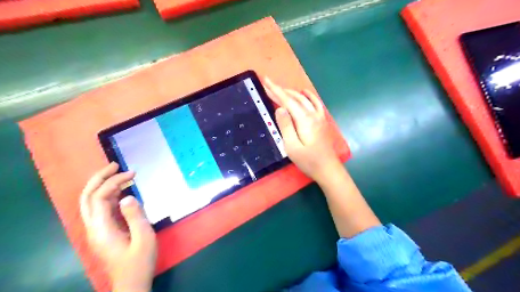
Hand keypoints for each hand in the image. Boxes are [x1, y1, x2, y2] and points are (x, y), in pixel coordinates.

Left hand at [79, 163, 155, 289]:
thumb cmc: (140, 260)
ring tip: (120, 174)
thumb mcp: (144, 237)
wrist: (132, 282)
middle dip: (99, 178)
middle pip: (87, 197)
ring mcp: (97, 229)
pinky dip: (109, 195)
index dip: (113, 182)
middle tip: (115, 165)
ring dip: (103, 185)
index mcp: (102, 229)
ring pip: (91, 202)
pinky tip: (122, 191)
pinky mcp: (104, 231)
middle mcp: (94, 227)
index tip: (133, 173)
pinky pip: (101, 208)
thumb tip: (127, 196)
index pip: (99, 197)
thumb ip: (135, 216)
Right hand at [265, 78, 341, 182]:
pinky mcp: (322, 121)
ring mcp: (319, 117)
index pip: (288, 101)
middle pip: (295, 98)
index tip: (266, 80)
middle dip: (281, 90)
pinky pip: (316, 103)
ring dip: (291, 93)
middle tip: (268, 85)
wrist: (328, 169)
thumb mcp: (292, 146)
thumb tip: (280, 108)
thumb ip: (285, 126)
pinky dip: (308, 96)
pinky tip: (304, 92)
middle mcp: (313, 114)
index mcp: (304, 120)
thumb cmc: (308, 161)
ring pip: (304, 99)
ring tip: (280, 90)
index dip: (276, 90)